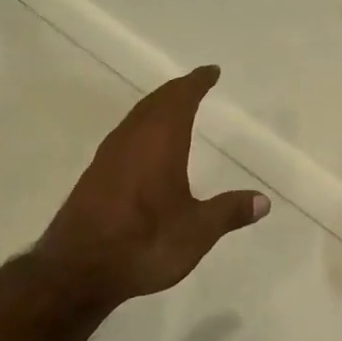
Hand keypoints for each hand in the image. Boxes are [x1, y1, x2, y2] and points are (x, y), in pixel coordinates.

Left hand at [37, 66, 270, 310]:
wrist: (78, 269)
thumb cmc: (145, 243)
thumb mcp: (197, 231)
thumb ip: (229, 212)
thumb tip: (263, 200)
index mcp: (159, 142)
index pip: (180, 99)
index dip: (196, 83)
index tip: (210, 71)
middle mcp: (131, 141)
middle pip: (154, 103)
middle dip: (176, 91)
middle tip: (195, 85)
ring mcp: (108, 158)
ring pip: (135, 119)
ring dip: (156, 109)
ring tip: (174, 110)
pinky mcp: (94, 177)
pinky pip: (124, 138)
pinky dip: (142, 130)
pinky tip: (145, 149)